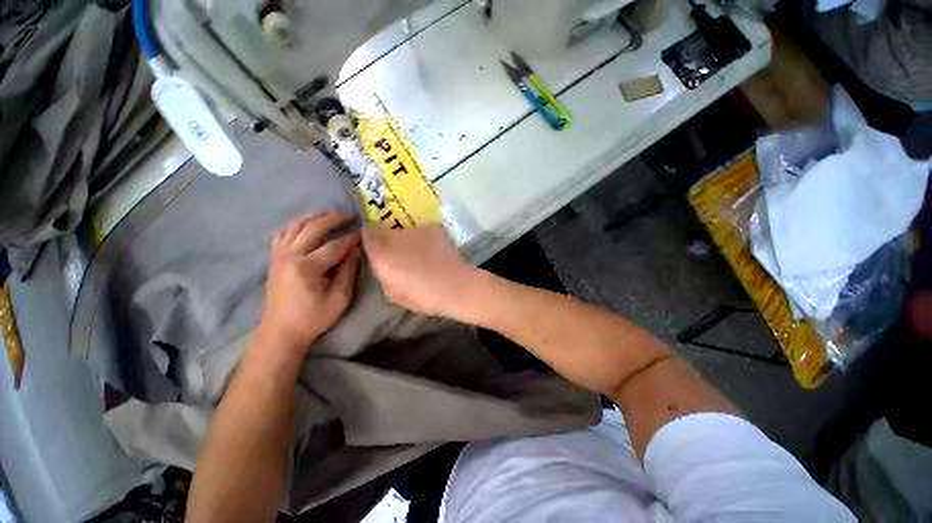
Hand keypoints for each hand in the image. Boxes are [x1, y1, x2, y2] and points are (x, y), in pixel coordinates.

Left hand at [256, 212, 360, 353]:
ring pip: (296, 226)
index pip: (334, 246)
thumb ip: (348, 271)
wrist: (281, 331)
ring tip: (331, 213)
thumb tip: (355, 251)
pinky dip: (296, 224)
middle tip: (350, 214)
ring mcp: (279, 255)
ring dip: (315, 216)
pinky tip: (307, 224)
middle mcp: (290, 255)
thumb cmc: (313, 317)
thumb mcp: (339, 298)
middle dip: (333, 218)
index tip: (365, 232)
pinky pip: (283, 233)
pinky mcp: (274, 258)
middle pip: (313, 228)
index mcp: (307, 267)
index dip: (351, 238)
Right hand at [361, 224, 480, 318]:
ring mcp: (417, 228)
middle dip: (389, 240)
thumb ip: (383, 274)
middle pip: (386, 230)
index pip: (367, 233)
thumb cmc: (422, 295)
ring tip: (420, 254)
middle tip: (399, 255)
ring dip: (407, 239)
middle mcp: (396, 234)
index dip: (369, 240)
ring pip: (405, 229)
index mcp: (382, 253)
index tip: (375, 248)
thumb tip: (384, 264)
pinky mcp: (435, 227)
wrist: (455, 286)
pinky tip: (433, 250)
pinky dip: (424, 238)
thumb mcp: (393, 293)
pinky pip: (423, 230)